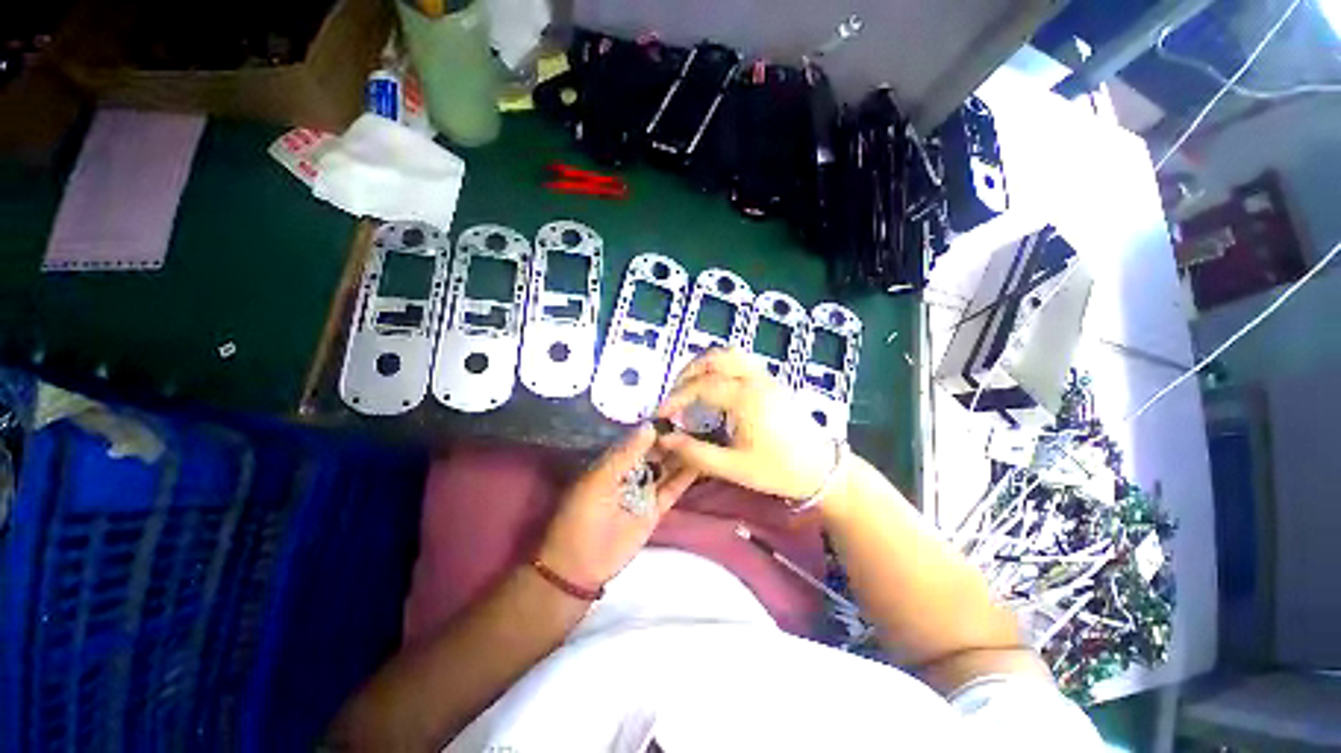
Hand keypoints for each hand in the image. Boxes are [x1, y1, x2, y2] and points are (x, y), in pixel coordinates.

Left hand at [536, 424, 697, 590]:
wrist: (581, 564)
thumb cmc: (583, 516)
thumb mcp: (600, 480)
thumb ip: (626, 454)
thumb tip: (650, 426)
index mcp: (613, 462)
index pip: (638, 439)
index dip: (655, 427)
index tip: (677, 411)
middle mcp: (631, 472)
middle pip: (655, 452)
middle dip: (672, 439)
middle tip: (697, 421)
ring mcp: (645, 490)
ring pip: (667, 468)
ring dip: (682, 455)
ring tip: (704, 437)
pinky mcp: (656, 508)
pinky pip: (673, 489)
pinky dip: (685, 478)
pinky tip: (701, 462)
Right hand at [655, 348, 835, 500]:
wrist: (823, 469)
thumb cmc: (779, 470)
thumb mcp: (734, 467)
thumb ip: (696, 453)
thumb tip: (664, 440)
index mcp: (745, 397)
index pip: (701, 386)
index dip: (675, 398)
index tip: (660, 414)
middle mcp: (755, 378)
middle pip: (714, 358)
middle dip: (687, 373)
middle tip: (674, 397)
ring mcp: (766, 376)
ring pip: (729, 353)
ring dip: (704, 364)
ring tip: (691, 387)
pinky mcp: (772, 380)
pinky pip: (741, 360)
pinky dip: (721, 365)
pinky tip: (715, 386)